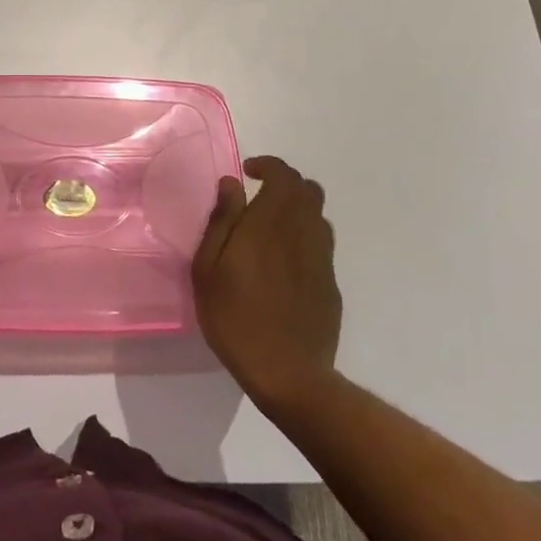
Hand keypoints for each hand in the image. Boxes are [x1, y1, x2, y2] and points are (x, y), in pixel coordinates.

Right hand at [193, 156, 342, 408]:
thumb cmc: (235, 316)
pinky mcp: (331, 286)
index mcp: (271, 222)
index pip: (284, 175)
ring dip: (296, 212)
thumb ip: (222, 220)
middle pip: (309, 190)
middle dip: (285, 185)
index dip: (268, 166)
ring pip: (318, 217)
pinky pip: (321, 247)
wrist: (288, 374)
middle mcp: (303, 233)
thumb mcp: (208, 267)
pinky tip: (282, 266)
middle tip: (258, 198)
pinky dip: (303, 240)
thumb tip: (231, 183)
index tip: (247, 173)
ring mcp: (322, 260)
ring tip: (269, 231)